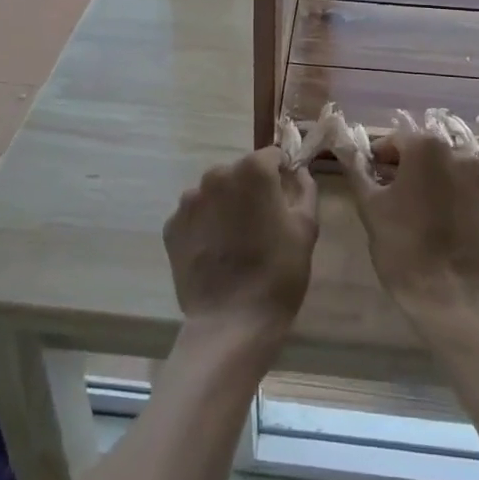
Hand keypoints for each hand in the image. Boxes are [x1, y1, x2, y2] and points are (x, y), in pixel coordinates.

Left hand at [163, 148, 317, 350]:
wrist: (231, 323)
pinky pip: (195, 216)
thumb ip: (305, 189)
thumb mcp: (306, 228)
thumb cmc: (278, 273)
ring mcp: (189, 201)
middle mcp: (216, 175)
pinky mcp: (172, 226)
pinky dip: (205, 227)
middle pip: (240, 173)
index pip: (271, 156)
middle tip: (263, 225)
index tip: (286, 198)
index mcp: (252, 170)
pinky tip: (216, 253)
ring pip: (215, 193)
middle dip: (251, 190)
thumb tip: (298, 172)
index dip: (282, 174)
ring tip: (236, 242)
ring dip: (226, 206)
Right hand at [341, 130, 478, 318]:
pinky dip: (460, 209)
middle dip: (411, 170)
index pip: (397, 140)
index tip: (372, 177)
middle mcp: (462, 158)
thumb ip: (357, 170)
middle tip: (394, 197)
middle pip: (429, 155)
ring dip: (438, 188)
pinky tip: (448, 233)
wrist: (453, 300)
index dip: (380, 157)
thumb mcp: (369, 206)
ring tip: (423, 217)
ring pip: (454, 177)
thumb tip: (347, 149)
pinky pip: (473, 202)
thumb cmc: (403, 247)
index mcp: (428, 149)